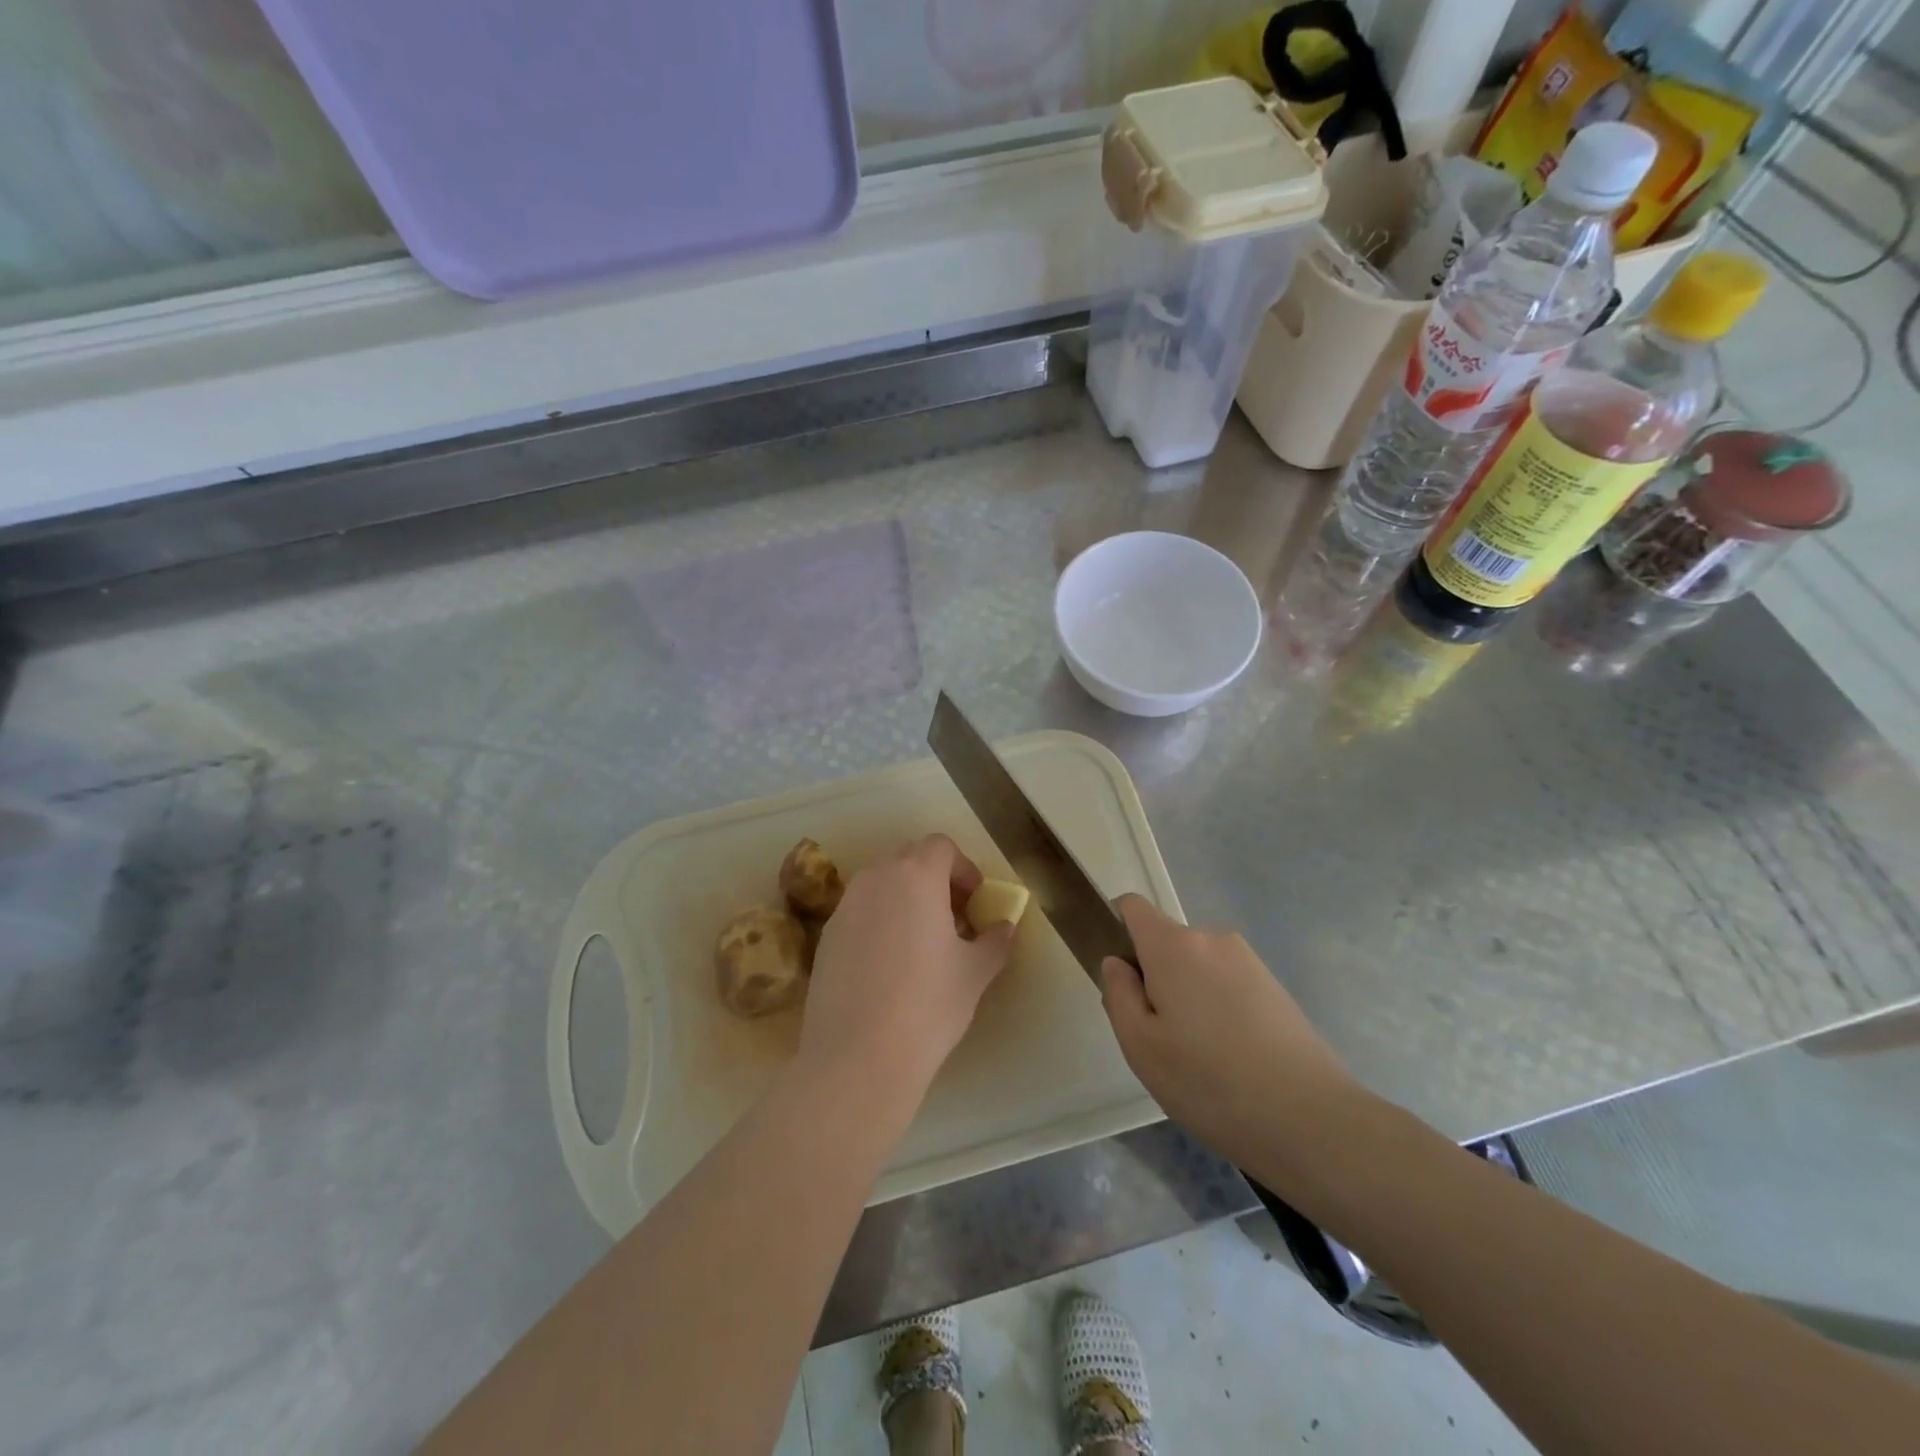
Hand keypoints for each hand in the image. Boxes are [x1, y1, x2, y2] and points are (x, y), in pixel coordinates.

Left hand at [799, 834, 1015, 1105]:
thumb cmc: (928, 1005)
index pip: (940, 846)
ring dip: (905, 897)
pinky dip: (879, 920)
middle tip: (953, 917)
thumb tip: (1004, 928)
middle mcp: (875, 879)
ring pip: (880, 884)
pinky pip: (859, 911)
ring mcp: (845, 907)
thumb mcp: (975, 973)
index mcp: (915, 876)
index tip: (974, 901)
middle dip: (934, 878)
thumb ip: (994, 941)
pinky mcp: (826, 936)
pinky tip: (889, 965)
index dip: (963, 868)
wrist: (858, 1056)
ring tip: (922, 941)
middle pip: (908, 858)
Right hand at [1100, 895, 1357, 1176]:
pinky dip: (1217, 1008)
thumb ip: (1118, 994)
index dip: (1115, 929)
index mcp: (1173, 945)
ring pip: (1196, 966)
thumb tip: (1117, 963)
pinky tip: (1230, 1058)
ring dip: (1186, 995)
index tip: (1119, 977)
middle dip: (1154, 977)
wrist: (1310, 1120)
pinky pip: (1226, 983)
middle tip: (1159, 1037)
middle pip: (1165, 942)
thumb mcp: (1140, 1046)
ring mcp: (1248, 960)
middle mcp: (1212, 939)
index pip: (1132, 906)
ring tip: (1198, 1056)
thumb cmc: (1209, 1082)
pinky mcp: (1274, 986)